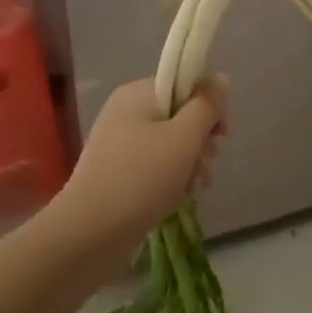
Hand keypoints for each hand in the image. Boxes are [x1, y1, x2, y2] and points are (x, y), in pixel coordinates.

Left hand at [54, 75, 227, 260]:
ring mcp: (120, 144)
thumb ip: (206, 106)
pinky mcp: (118, 173)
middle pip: (178, 113)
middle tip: (207, 161)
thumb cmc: (142, 178)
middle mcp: (125, 113)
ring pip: (170, 142)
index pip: (183, 83)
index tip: (221, 133)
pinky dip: (172, 176)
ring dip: (191, 161)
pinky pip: (155, 164)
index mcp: (137, 94)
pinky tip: (182, 196)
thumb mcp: (183, 138)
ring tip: (196, 185)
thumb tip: (220, 79)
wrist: (90, 233)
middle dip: (201, 138)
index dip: (208, 104)